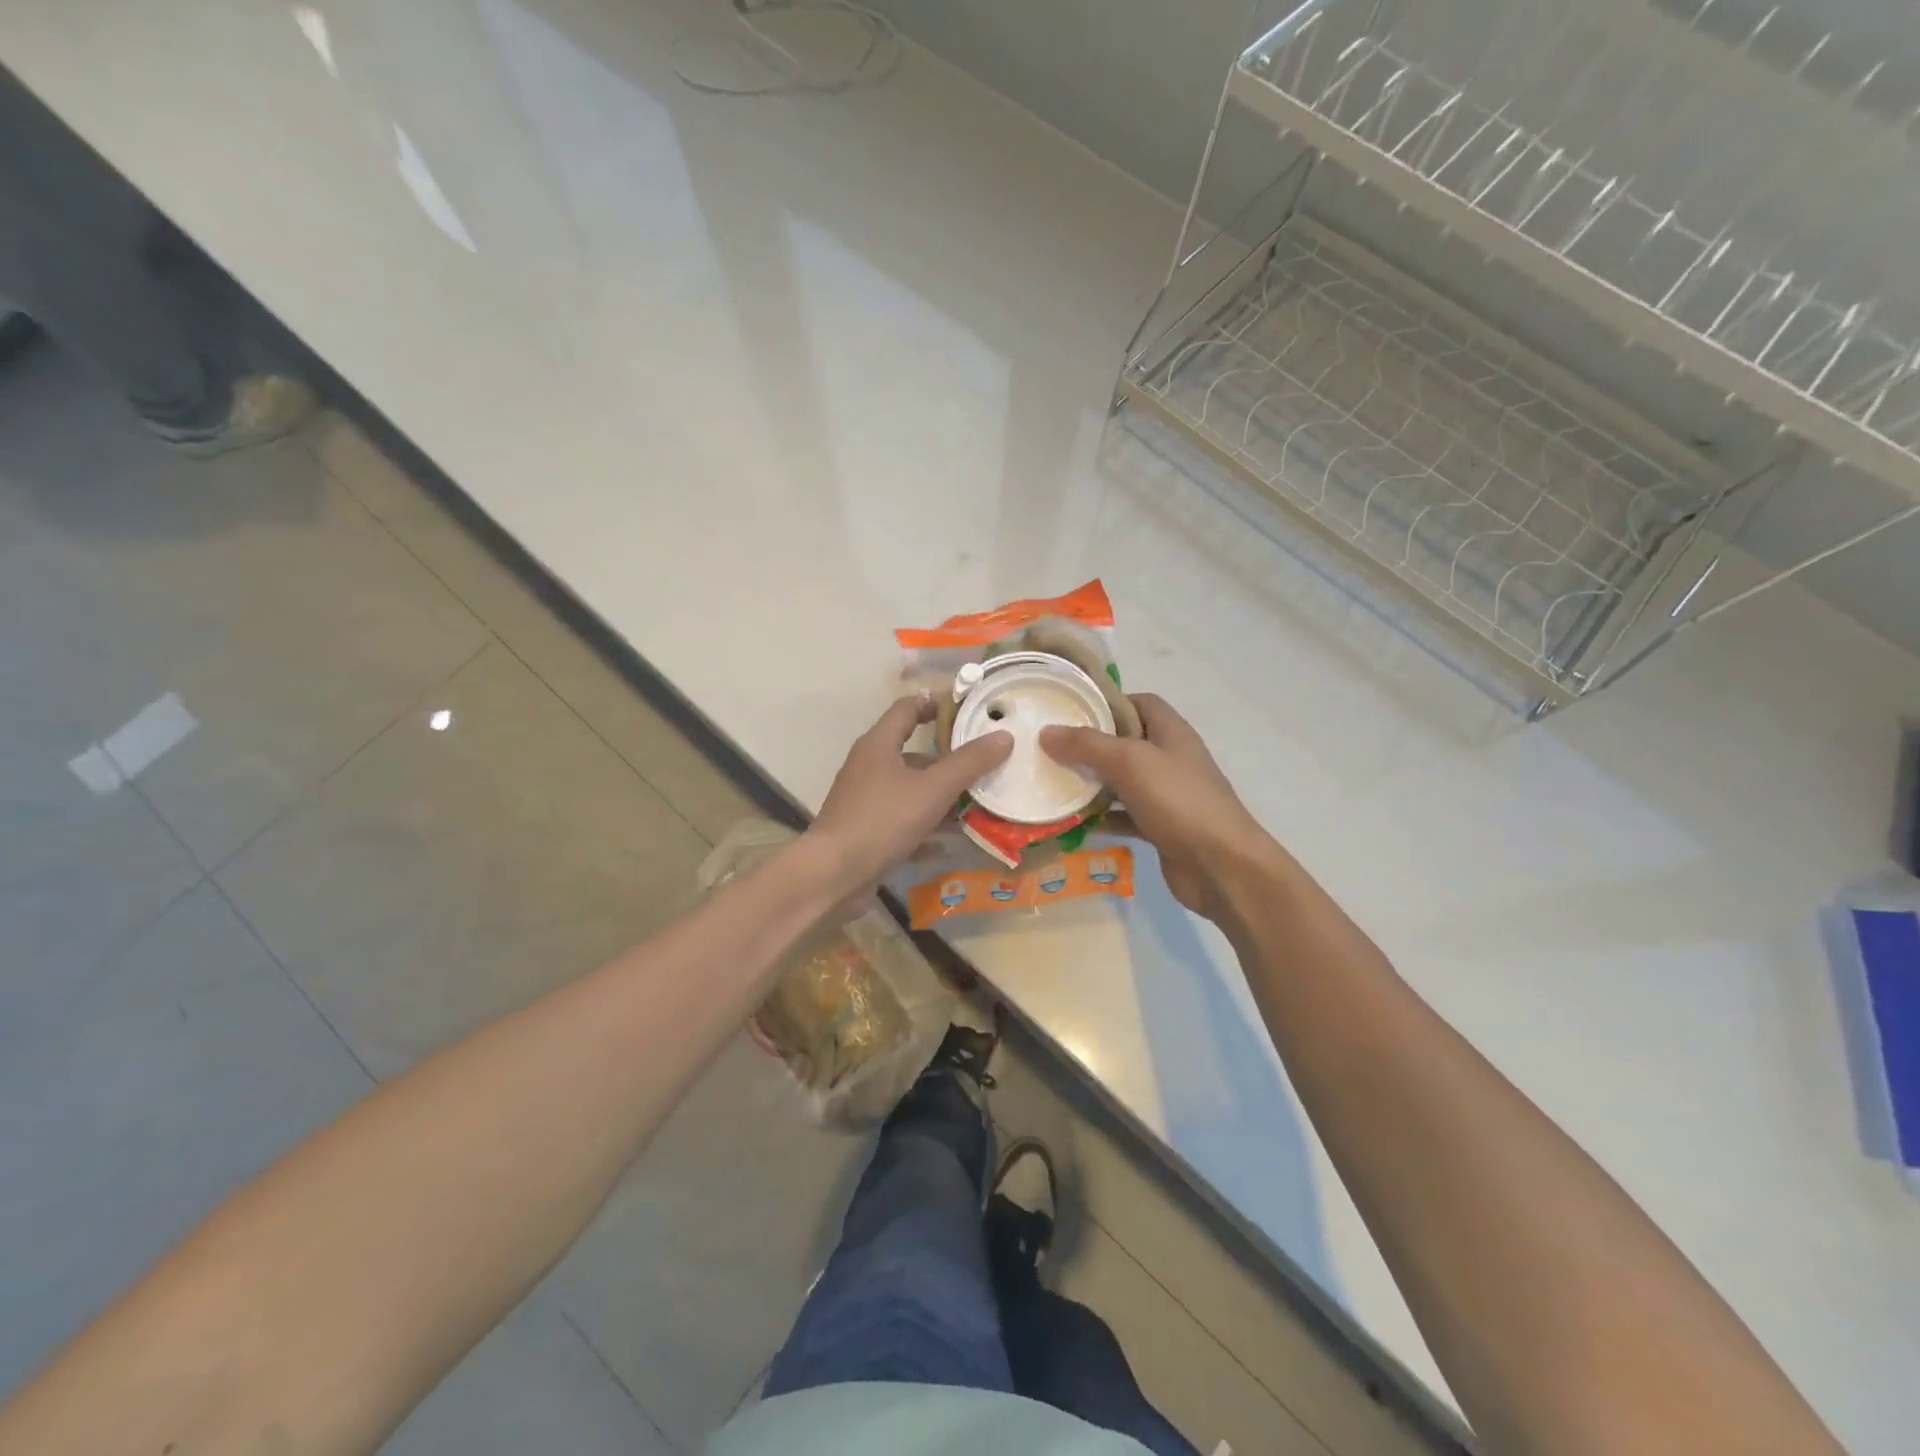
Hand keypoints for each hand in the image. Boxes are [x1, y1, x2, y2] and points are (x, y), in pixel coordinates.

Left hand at [807, 694, 1011, 894]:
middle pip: (912, 752)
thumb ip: (969, 763)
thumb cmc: (883, 820)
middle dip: (947, 759)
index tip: (968, 711)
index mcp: (879, 744)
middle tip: (983, 763)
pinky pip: (902, 820)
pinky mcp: (864, 830)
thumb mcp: (933, 789)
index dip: (937, 704)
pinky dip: (925, 827)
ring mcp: (864, 799)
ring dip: (940, 796)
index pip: (908, 708)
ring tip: (976, 805)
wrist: (833, 874)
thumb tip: (1004, 736)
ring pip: (909, 789)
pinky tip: (950, 842)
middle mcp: (868, 766)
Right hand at [1041, 693, 1277, 919]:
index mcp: (1171, 732)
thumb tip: (1047, 732)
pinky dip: (1103, 818)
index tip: (1071, 711)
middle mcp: (1171, 759)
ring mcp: (1168, 796)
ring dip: (1094, 783)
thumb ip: (1087, 745)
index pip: (1139, 703)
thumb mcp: (1129, 762)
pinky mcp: (1161, 828)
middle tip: (1051, 749)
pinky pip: (1126, 816)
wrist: (1220, 866)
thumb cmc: (1178, 801)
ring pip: (1123, 782)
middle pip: (1127, 742)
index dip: (1108, 702)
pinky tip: (1075, 823)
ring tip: (1054, 783)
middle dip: (1091, 745)